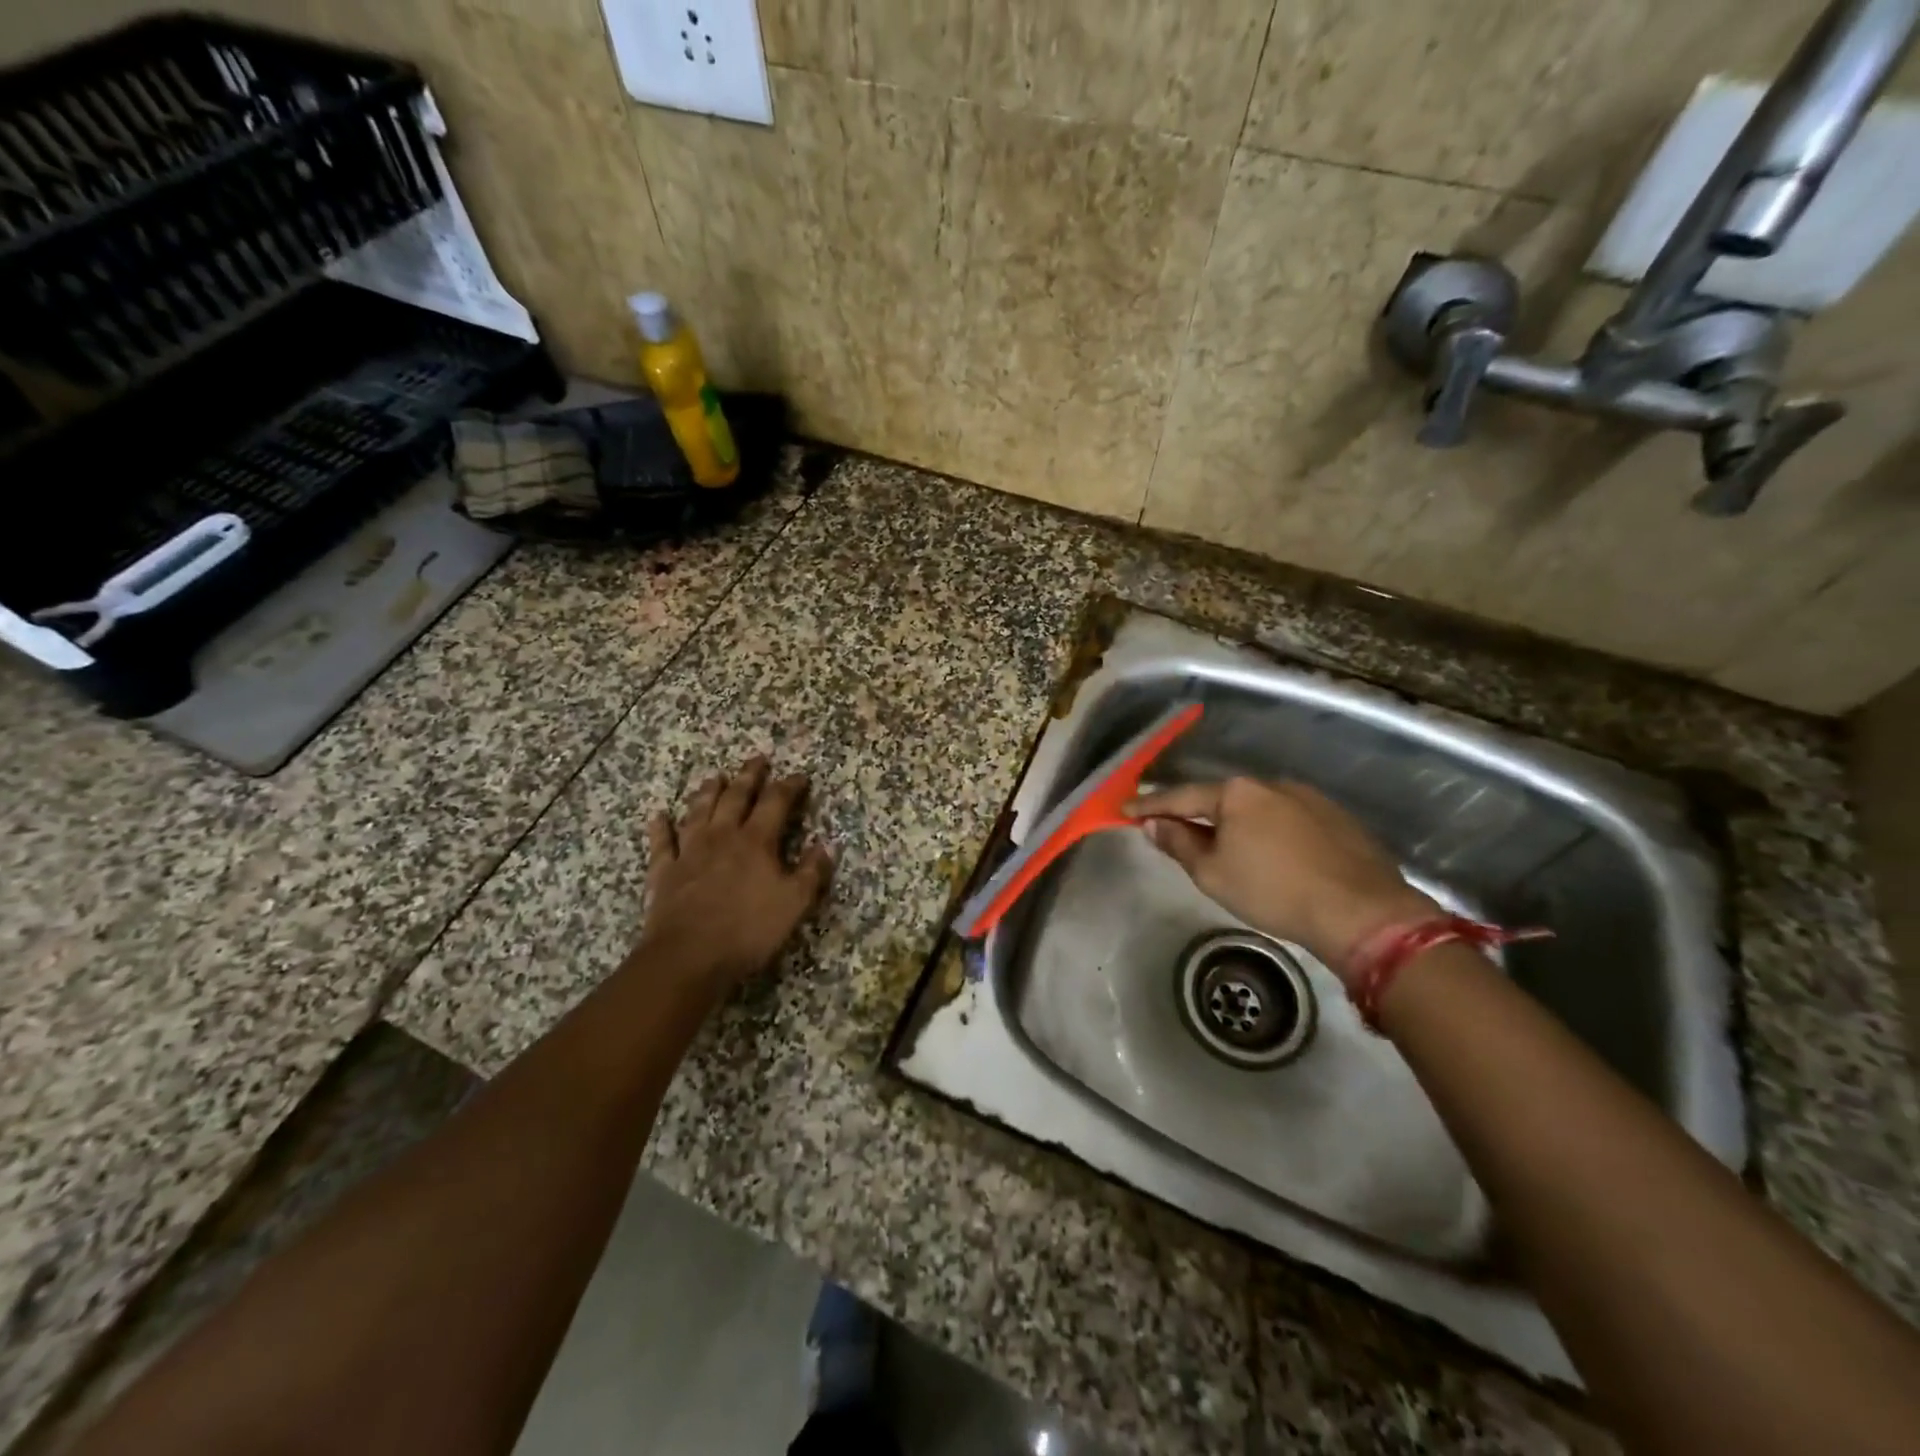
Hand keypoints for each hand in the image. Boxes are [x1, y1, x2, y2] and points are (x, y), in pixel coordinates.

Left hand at [638, 756, 833, 994]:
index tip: (799, 776)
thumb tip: (825, 845)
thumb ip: (811, 872)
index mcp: (756, 841)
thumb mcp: (794, 904)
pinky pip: (662, 843)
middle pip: (736, 797)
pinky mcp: (664, 872)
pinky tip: (659, 816)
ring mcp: (689, 852)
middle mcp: (722, 836)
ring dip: (707, 792)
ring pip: (699, 811)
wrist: (688, 957)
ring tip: (714, 776)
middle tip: (757, 759)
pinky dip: (660, 828)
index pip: (776, 802)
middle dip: (749, 776)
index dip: (789, 786)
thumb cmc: (748, 930)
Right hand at [1126, 779, 1435, 983]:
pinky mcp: (1336, 816)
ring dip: (1236, 823)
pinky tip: (1273, 854)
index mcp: (1235, 792)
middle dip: (1196, 813)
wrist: (1362, 911)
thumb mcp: (1213, 873)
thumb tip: (1152, 823)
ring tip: (1227, 848)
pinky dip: (1269, 831)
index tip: (1125, 810)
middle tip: (1174, 830)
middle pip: (1221, 798)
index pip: (1181, 796)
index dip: (1150, 805)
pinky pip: (1287, 818)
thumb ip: (1179, 843)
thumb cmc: (1274, 891)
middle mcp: (1270, 783)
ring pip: (1257, 807)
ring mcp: (1307, 796)